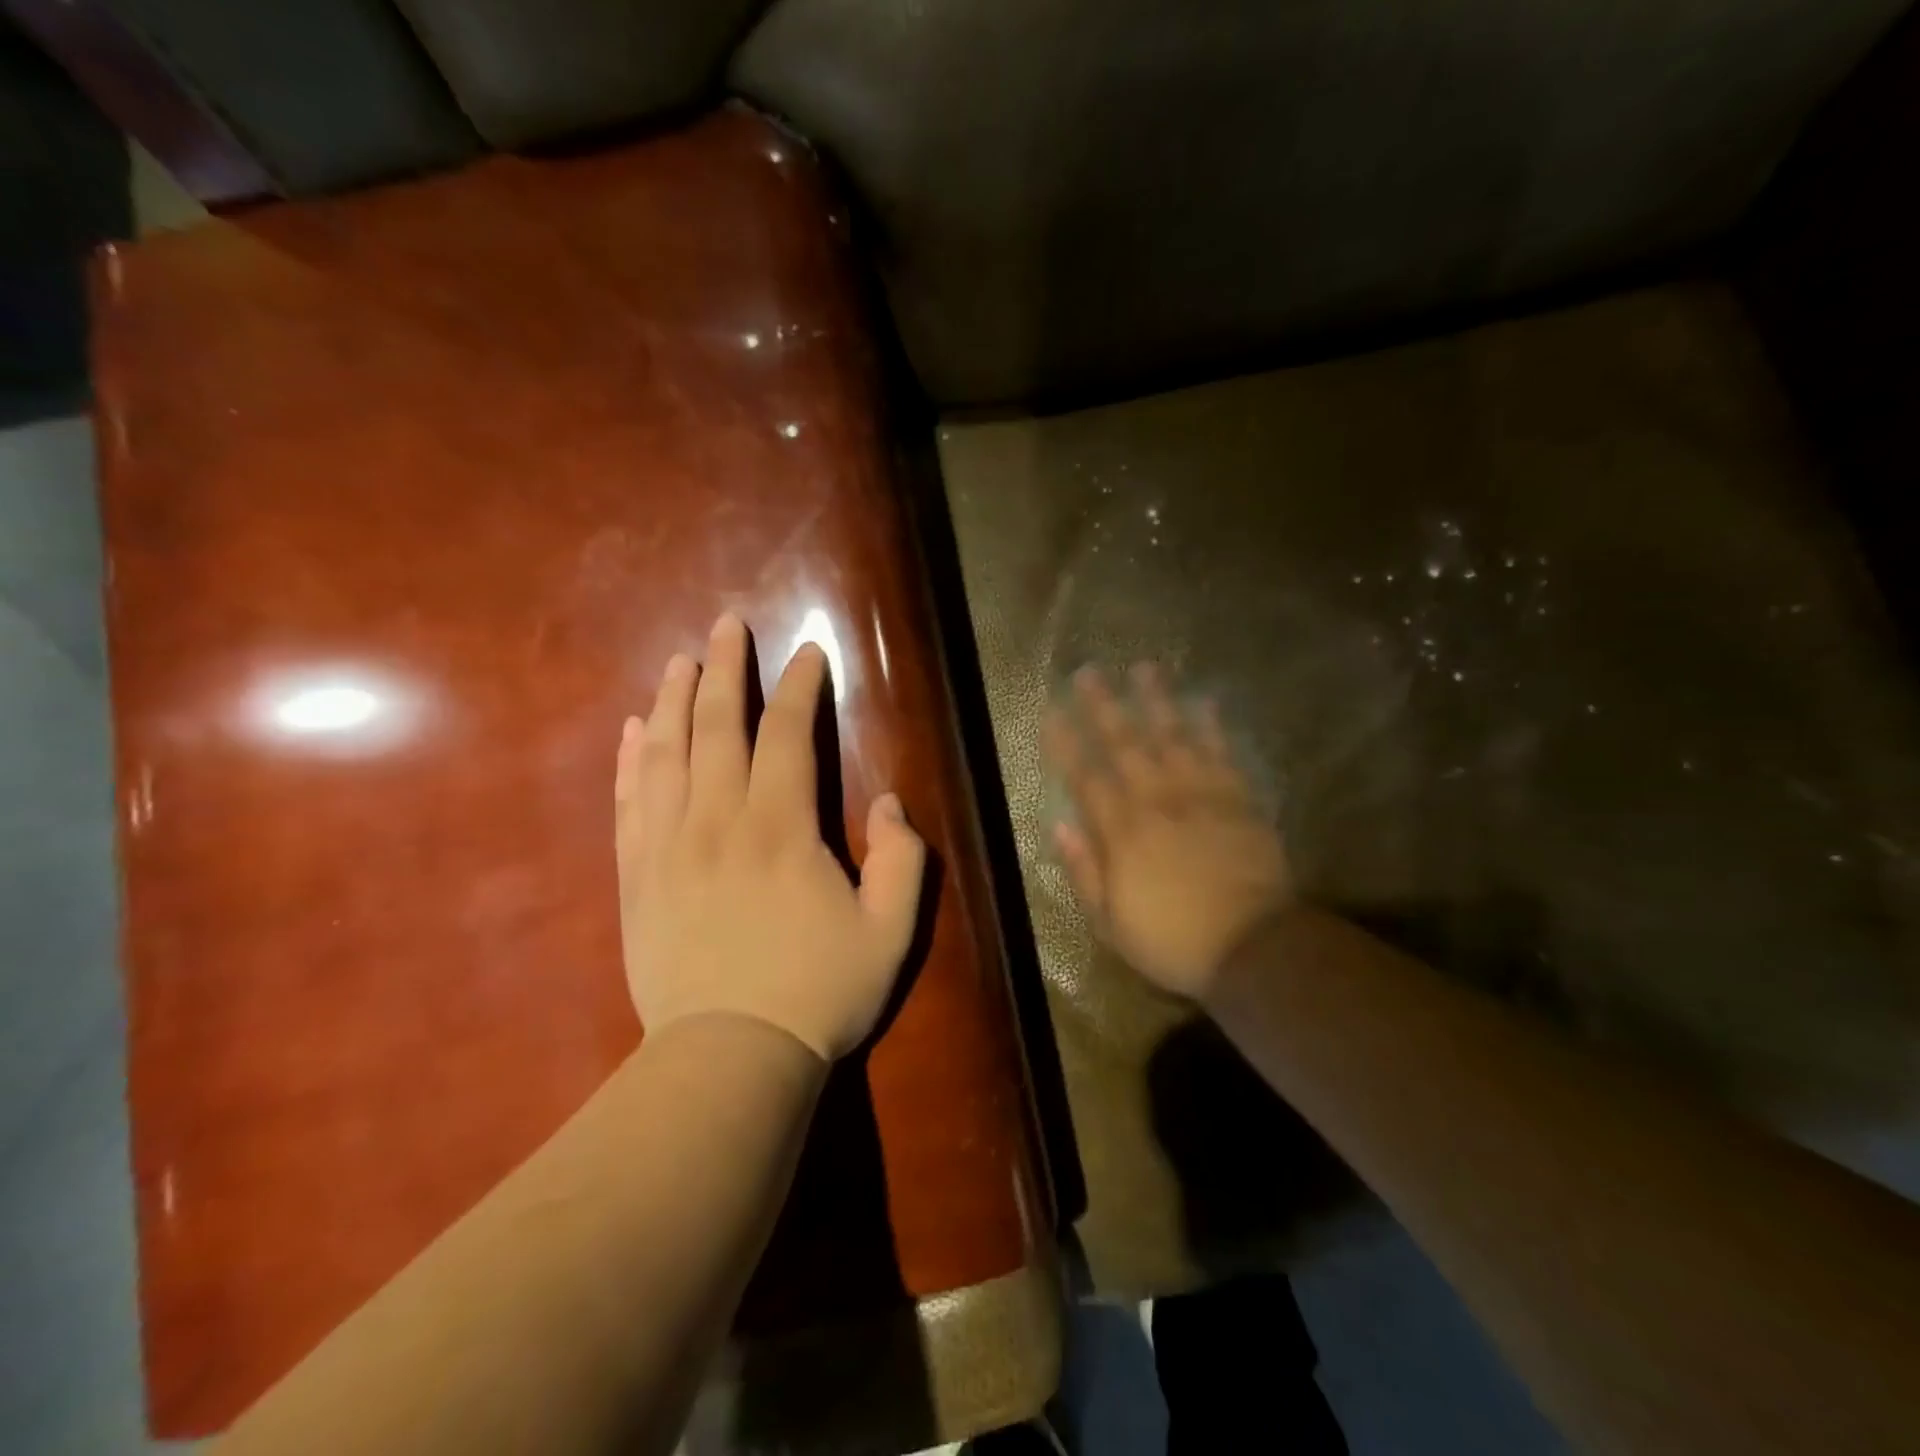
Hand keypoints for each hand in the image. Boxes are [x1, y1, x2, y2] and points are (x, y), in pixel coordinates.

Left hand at [614, 612, 927, 1060]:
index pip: (788, 735)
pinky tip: (633, 730)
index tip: (808, 652)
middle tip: (726, 624)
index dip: (800, 687)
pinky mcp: (637, 878)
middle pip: (717, 727)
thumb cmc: (818, 993)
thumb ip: (902, 860)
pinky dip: (631, 760)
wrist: (729, 1058)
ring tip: (679, 660)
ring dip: (673, 700)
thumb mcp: (891, 932)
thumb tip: (888, 804)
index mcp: (781, 829)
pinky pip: (630, 803)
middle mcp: (718, 822)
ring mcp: (668, 848)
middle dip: (725, 669)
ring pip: (666, 754)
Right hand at [1045, 664, 1294, 999]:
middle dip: (1103, 706)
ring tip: (1144, 668)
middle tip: (1089, 671)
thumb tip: (1061, 826)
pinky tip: (1203, 701)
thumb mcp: (1110, 922)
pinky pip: (1222, 752)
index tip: (1051, 712)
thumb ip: (1084, 871)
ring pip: (1173, 736)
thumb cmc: (1172, 940)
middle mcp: (1157, 801)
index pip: (1085, 777)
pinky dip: (1211, 725)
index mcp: (1122, 832)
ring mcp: (1201, 795)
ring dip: (1156, 701)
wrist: (1253, 946)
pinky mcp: (1238, 799)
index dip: (1065, 743)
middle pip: (1125, 744)